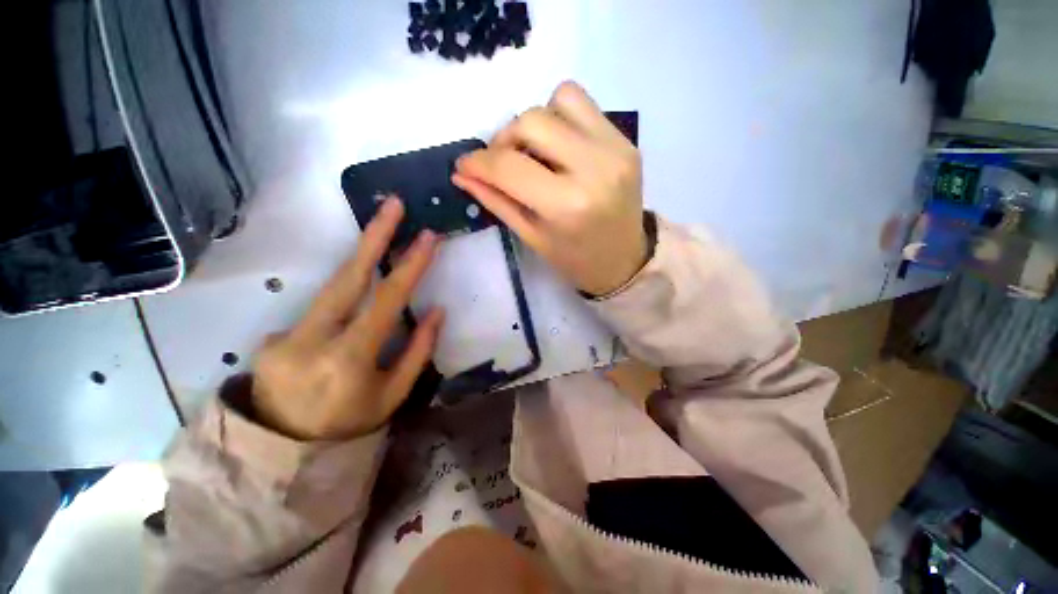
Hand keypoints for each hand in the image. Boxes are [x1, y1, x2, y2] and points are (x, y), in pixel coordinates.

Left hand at [251, 198, 443, 440]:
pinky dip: (343, 299)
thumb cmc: (350, 425)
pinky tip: (353, 309)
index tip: (428, 238)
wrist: (282, 451)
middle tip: (393, 206)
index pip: (385, 302)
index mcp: (348, 360)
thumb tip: (436, 311)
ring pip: (330, 287)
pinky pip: (319, 309)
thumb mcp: (393, 394)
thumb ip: (417, 351)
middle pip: (346, 277)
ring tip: (381, 234)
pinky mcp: (271, 337)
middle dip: (373, 237)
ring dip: (360, 258)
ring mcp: (283, 336)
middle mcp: (310, 341)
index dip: (409, 267)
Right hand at [453, 81, 646, 295]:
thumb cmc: (575, 259)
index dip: (479, 162)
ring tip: (534, 154)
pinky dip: (560, 118)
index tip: (464, 165)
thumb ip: (497, 201)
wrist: (625, 259)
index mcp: (568, 206)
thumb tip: (462, 173)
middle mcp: (595, 167)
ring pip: (559, 99)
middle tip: (502, 163)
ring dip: (535, 123)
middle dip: (504, 139)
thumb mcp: (532, 237)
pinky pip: (582, 105)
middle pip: (531, 120)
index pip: (510, 167)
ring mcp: (616, 148)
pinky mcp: (626, 140)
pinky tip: (558, 148)